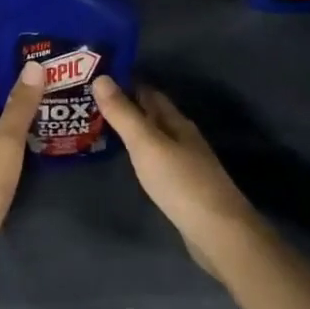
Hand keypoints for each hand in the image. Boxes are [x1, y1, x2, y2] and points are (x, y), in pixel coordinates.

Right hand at [92, 77, 260, 278]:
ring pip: (156, 138)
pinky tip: (129, 163)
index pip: (149, 93)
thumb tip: (101, 76)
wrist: (218, 232)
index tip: (98, 77)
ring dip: (133, 132)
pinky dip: (140, 155)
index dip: (126, 83)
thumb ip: (123, 114)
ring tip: (102, 129)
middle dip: (128, 106)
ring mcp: (186, 164)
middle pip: (153, 115)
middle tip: (91, 103)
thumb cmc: (180, 182)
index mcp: (177, 122)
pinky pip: (157, 161)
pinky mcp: (184, 188)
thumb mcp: (146, 144)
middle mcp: (184, 138)